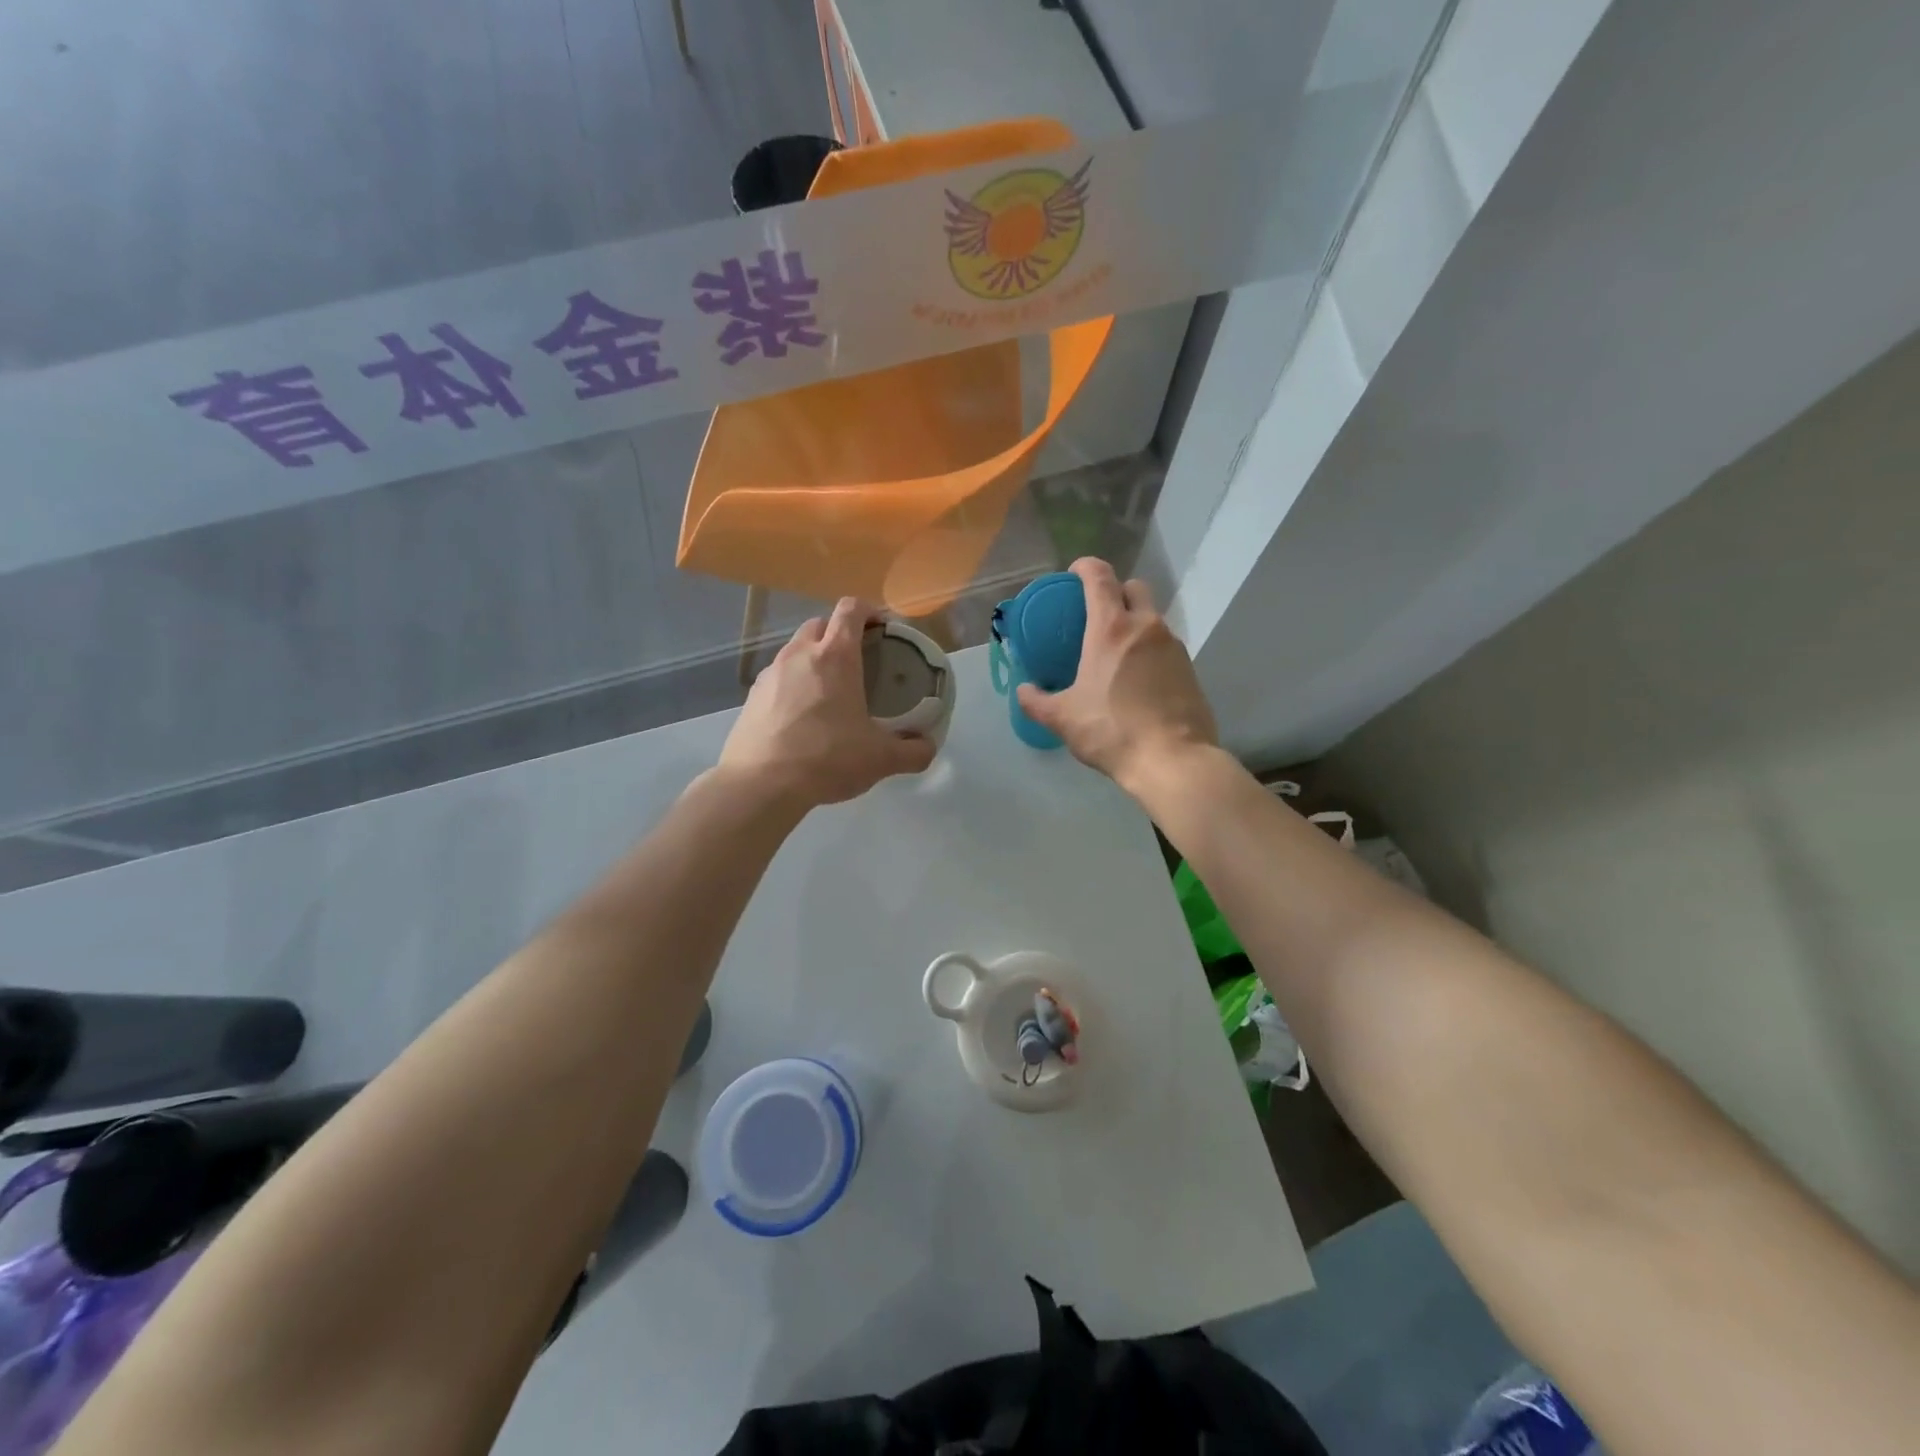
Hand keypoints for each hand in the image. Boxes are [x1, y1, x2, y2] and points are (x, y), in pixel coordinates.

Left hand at [720, 598, 936, 810]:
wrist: (761, 783)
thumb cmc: (827, 758)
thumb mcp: (881, 759)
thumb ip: (913, 751)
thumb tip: (928, 747)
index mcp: (836, 656)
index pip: (851, 610)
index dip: (869, 611)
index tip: (881, 627)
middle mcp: (800, 654)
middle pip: (820, 624)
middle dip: (839, 633)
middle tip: (858, 661)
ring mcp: (771, 673)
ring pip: (795, 650)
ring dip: (814, 659)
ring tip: (829, 691)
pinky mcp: (751, 696)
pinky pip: (778, 678)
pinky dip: (792, 685)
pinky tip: (801, 716)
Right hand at [1016, 559, 1218, 795]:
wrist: (1172, 759)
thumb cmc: (1111, 731)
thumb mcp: (1063, 719)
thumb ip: (1037, 701)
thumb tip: (1024, 691)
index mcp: (1111, 628)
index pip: (1100, 577)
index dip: (1086, 567)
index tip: (1075, 573)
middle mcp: (1146, 626)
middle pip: (1133, 588)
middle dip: (1115, 591)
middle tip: (1097, 614)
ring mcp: (1173, 646)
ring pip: (1152, 618)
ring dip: (1134, 623)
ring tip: (1116, 652)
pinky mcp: (1190, 668)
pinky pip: (1165, 645)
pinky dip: (1149, 650)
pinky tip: (1138, 679)